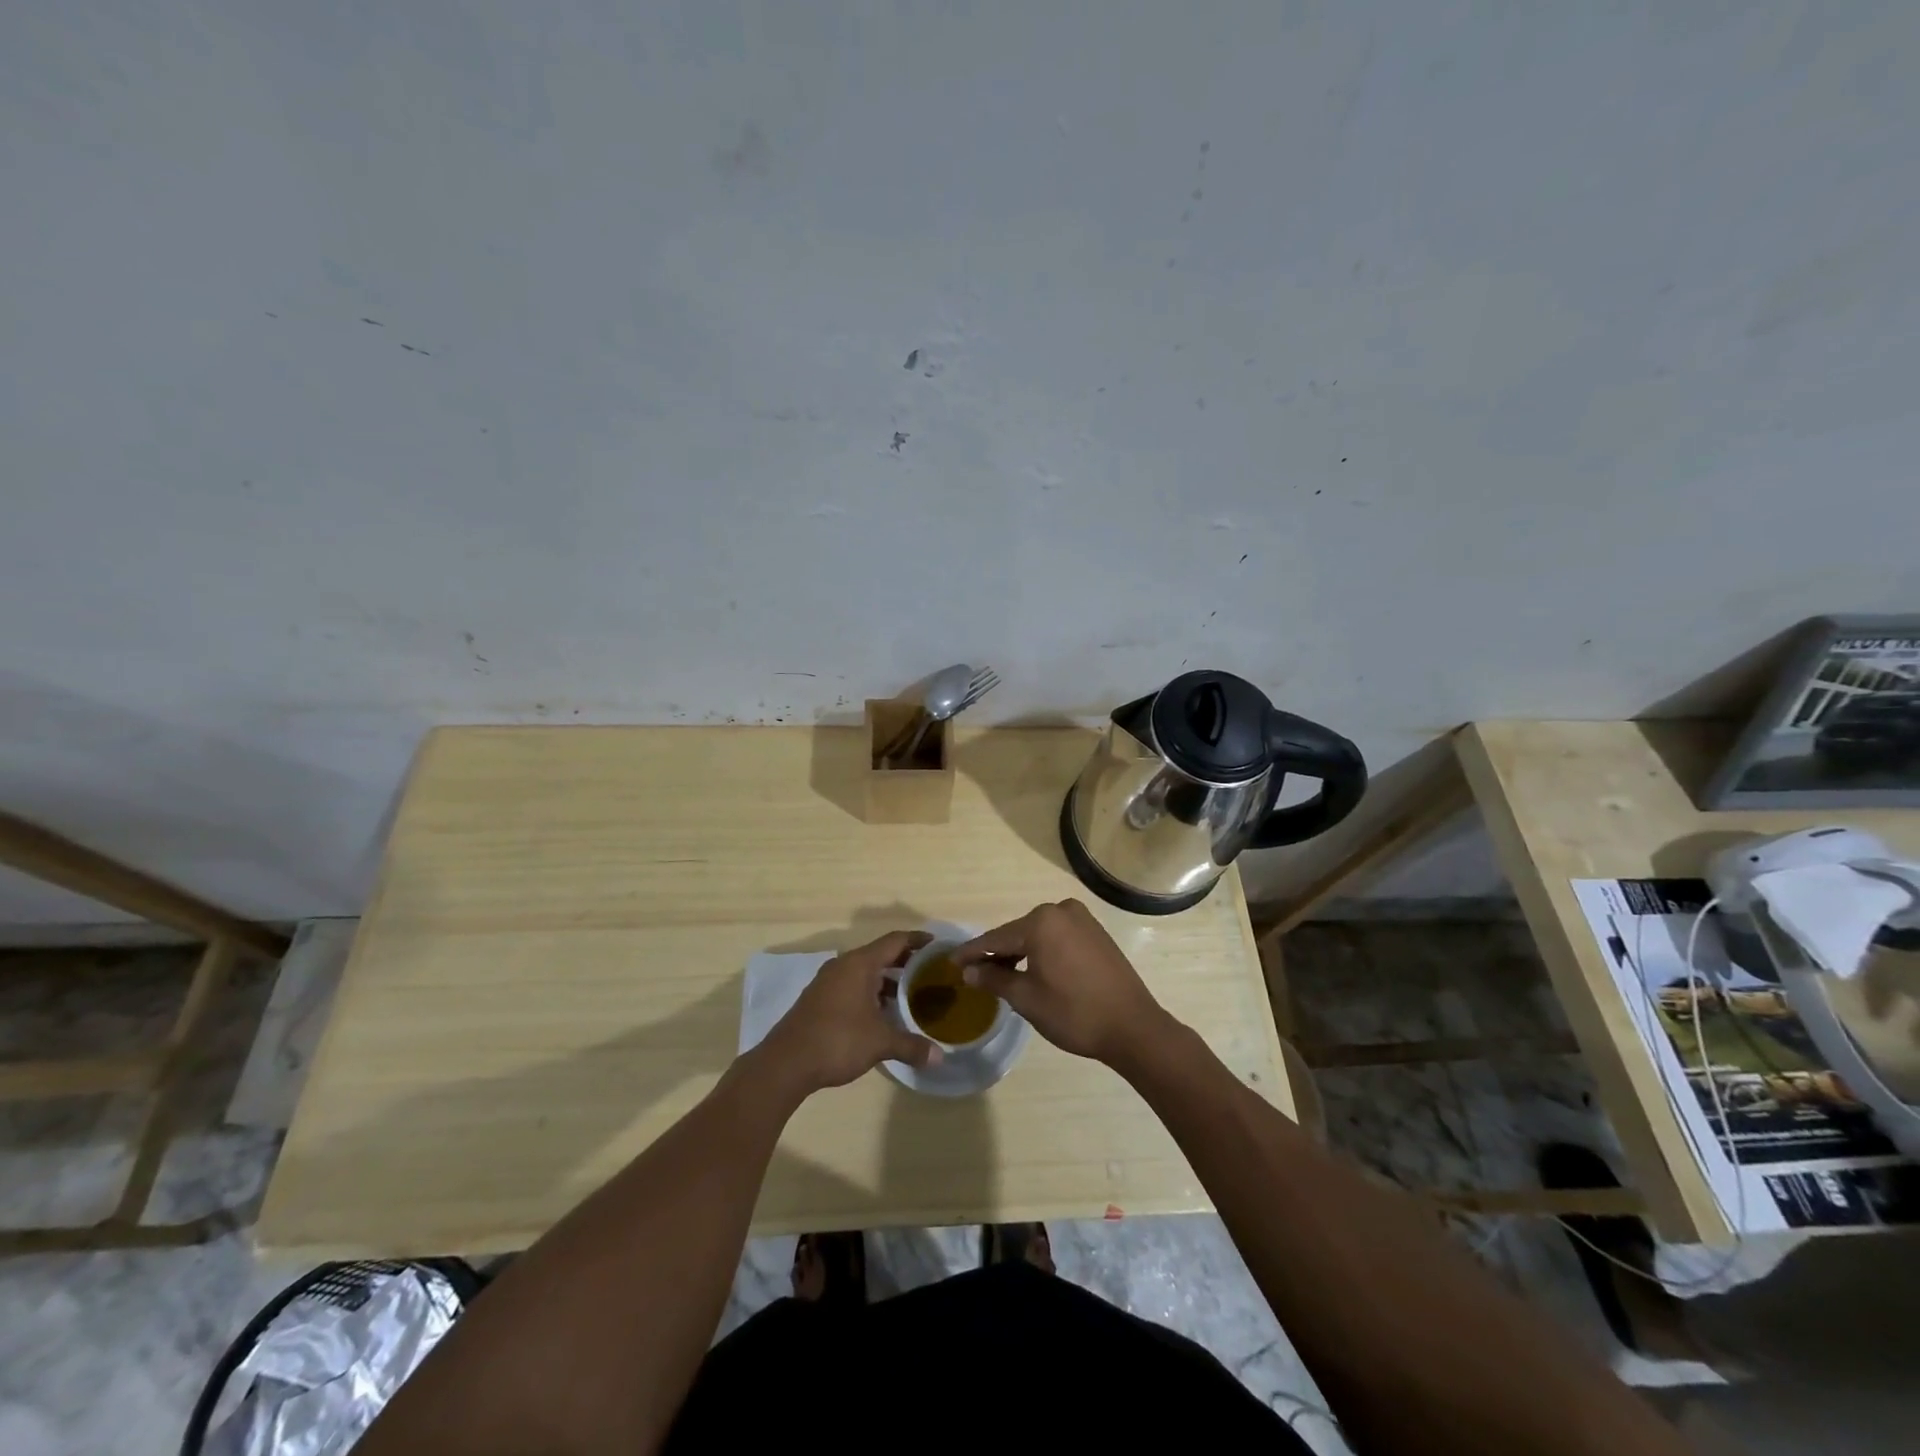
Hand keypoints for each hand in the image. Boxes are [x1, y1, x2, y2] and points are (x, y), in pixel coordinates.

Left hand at [756, 930, 941, 1094]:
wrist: (786, 1063)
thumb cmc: (837, 1041)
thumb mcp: (880, 1043)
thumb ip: (911, 1046)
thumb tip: (939, 1057)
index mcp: (860, 964)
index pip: (895, 941)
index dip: (918, 940)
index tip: (937, 944)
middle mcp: (843, 965)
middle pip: (880, 954)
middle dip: (905, 962)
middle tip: (929, 972)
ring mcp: (828, 982)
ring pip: (865, 972)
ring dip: (887, 980)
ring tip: (910, 995)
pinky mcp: (819, 999)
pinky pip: (852, 985)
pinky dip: (870, 992)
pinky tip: (882, 1013)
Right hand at [951, 900, 1173, 1067]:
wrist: (1133, 1027)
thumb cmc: (1073, 1012)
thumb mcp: (1026, 998)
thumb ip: (994, 978)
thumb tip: (969, 970)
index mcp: (1041, 922)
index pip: (996, 938)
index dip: (972, 952)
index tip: (951, 961)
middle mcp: (1061, 911)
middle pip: (1018, 933)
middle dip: (998, 952)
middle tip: (976, 972)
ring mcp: (1083, 920)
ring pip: (1039, 935)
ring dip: (1021, 952)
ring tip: (1003, 975)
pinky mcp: (1097, 933)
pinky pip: (1059, 938)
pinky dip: (1043, 951)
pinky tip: (1035, 970)